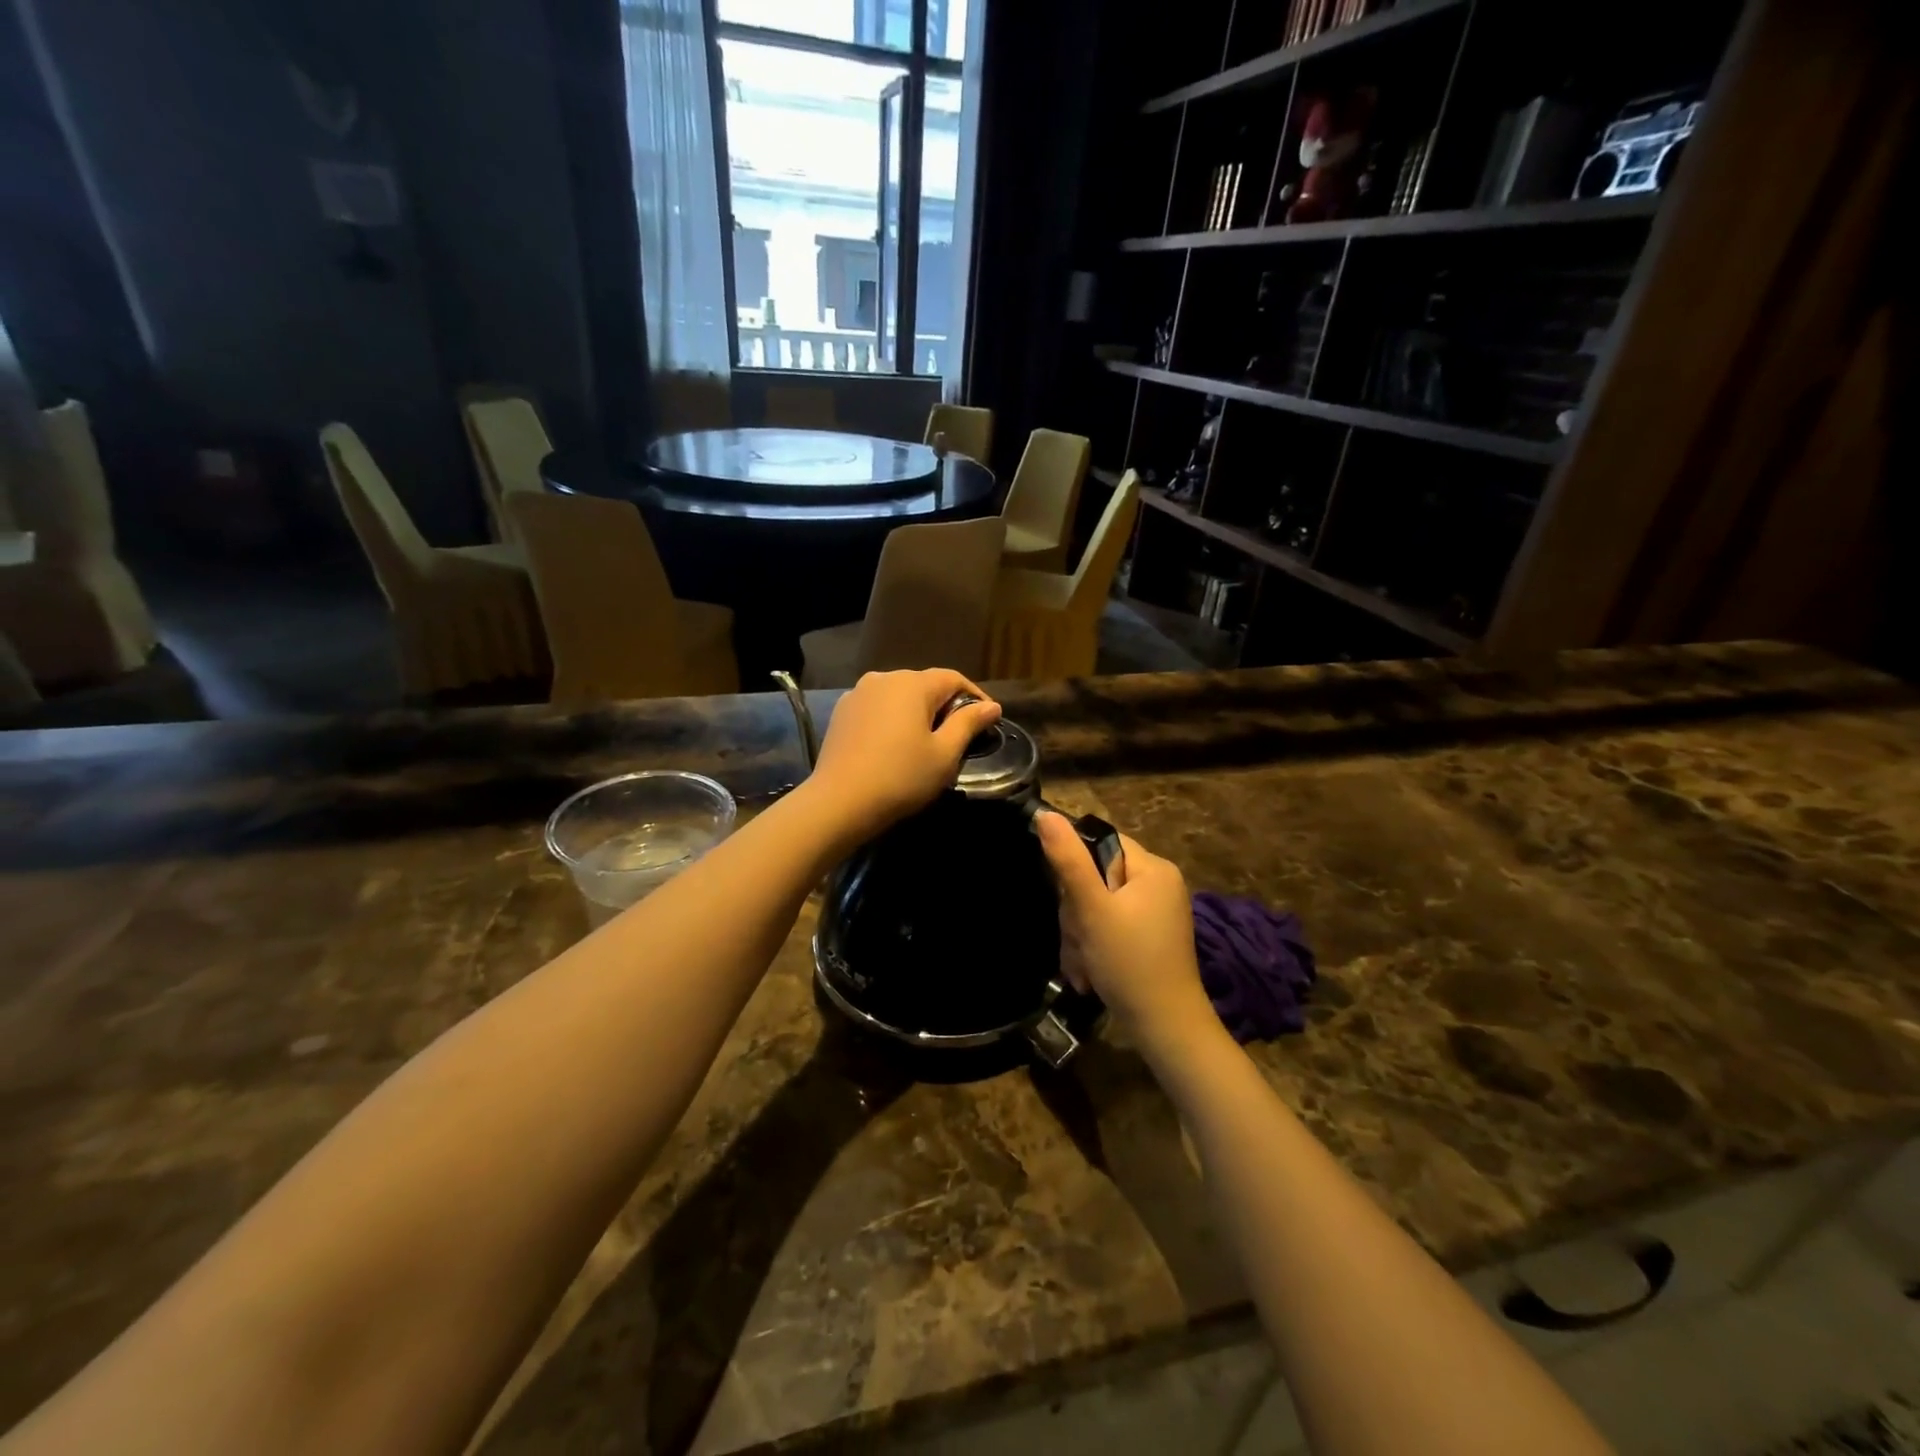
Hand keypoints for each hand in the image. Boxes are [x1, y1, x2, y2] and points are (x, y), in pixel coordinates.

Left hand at [804, 670, 1001, 844]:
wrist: (839, 802)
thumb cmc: (901, 777)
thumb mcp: (944, 754)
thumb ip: (969, 723)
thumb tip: (992, 706)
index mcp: (912, 684)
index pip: (953, 679)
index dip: (975, 696)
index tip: (988, 719)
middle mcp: (884, 678)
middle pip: (924, 684)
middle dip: (945, 704)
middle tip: (959, 734)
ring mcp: (858, 693)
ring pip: (899, 695)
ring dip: (917, 711)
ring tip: (926, 739)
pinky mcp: (842, 712)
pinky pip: (877, 707)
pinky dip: (892, 718)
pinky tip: (895, 743)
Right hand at [1035, 814, 1216, 1060]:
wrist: (1165, 1029)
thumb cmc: (1129, 962)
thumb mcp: (1092, 909)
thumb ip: (1068, 860)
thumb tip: (1044, 813)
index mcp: (1153, 868)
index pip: (1101, 842)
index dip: (1075, 866)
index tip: (1069, 899)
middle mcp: (1158, 884)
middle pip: (1095, 877)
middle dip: (1077, 913)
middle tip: (1081, 940)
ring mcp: (1154, 913)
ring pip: (1096, 907)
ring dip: (1080, 936)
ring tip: (1084, 965)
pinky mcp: (1147, 938)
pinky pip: (1108, 927)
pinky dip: (1094, 948)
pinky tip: (1090, 974)